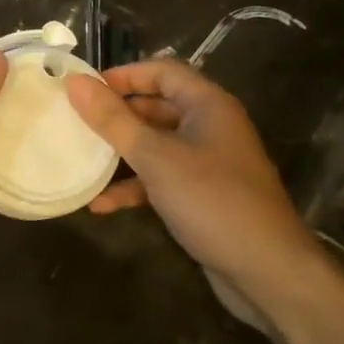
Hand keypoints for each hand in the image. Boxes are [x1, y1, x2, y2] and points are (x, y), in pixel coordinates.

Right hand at [65, 58, 309, 290]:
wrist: (268, 272)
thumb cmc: (213, 200)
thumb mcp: (156, 157)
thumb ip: (114, 120)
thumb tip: (75, 82)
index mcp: (208, 105)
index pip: (162, 71)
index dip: (124, 75)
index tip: (85, 89)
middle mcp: (211, 127)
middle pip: (157, 106)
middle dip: (118, 115)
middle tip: (77, 122)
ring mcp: (209, 163)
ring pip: (157, 145)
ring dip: (122, 153)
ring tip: (83, 159)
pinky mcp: (204, 196)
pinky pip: (163, 179)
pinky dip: (135, 187)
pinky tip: (102, 205)